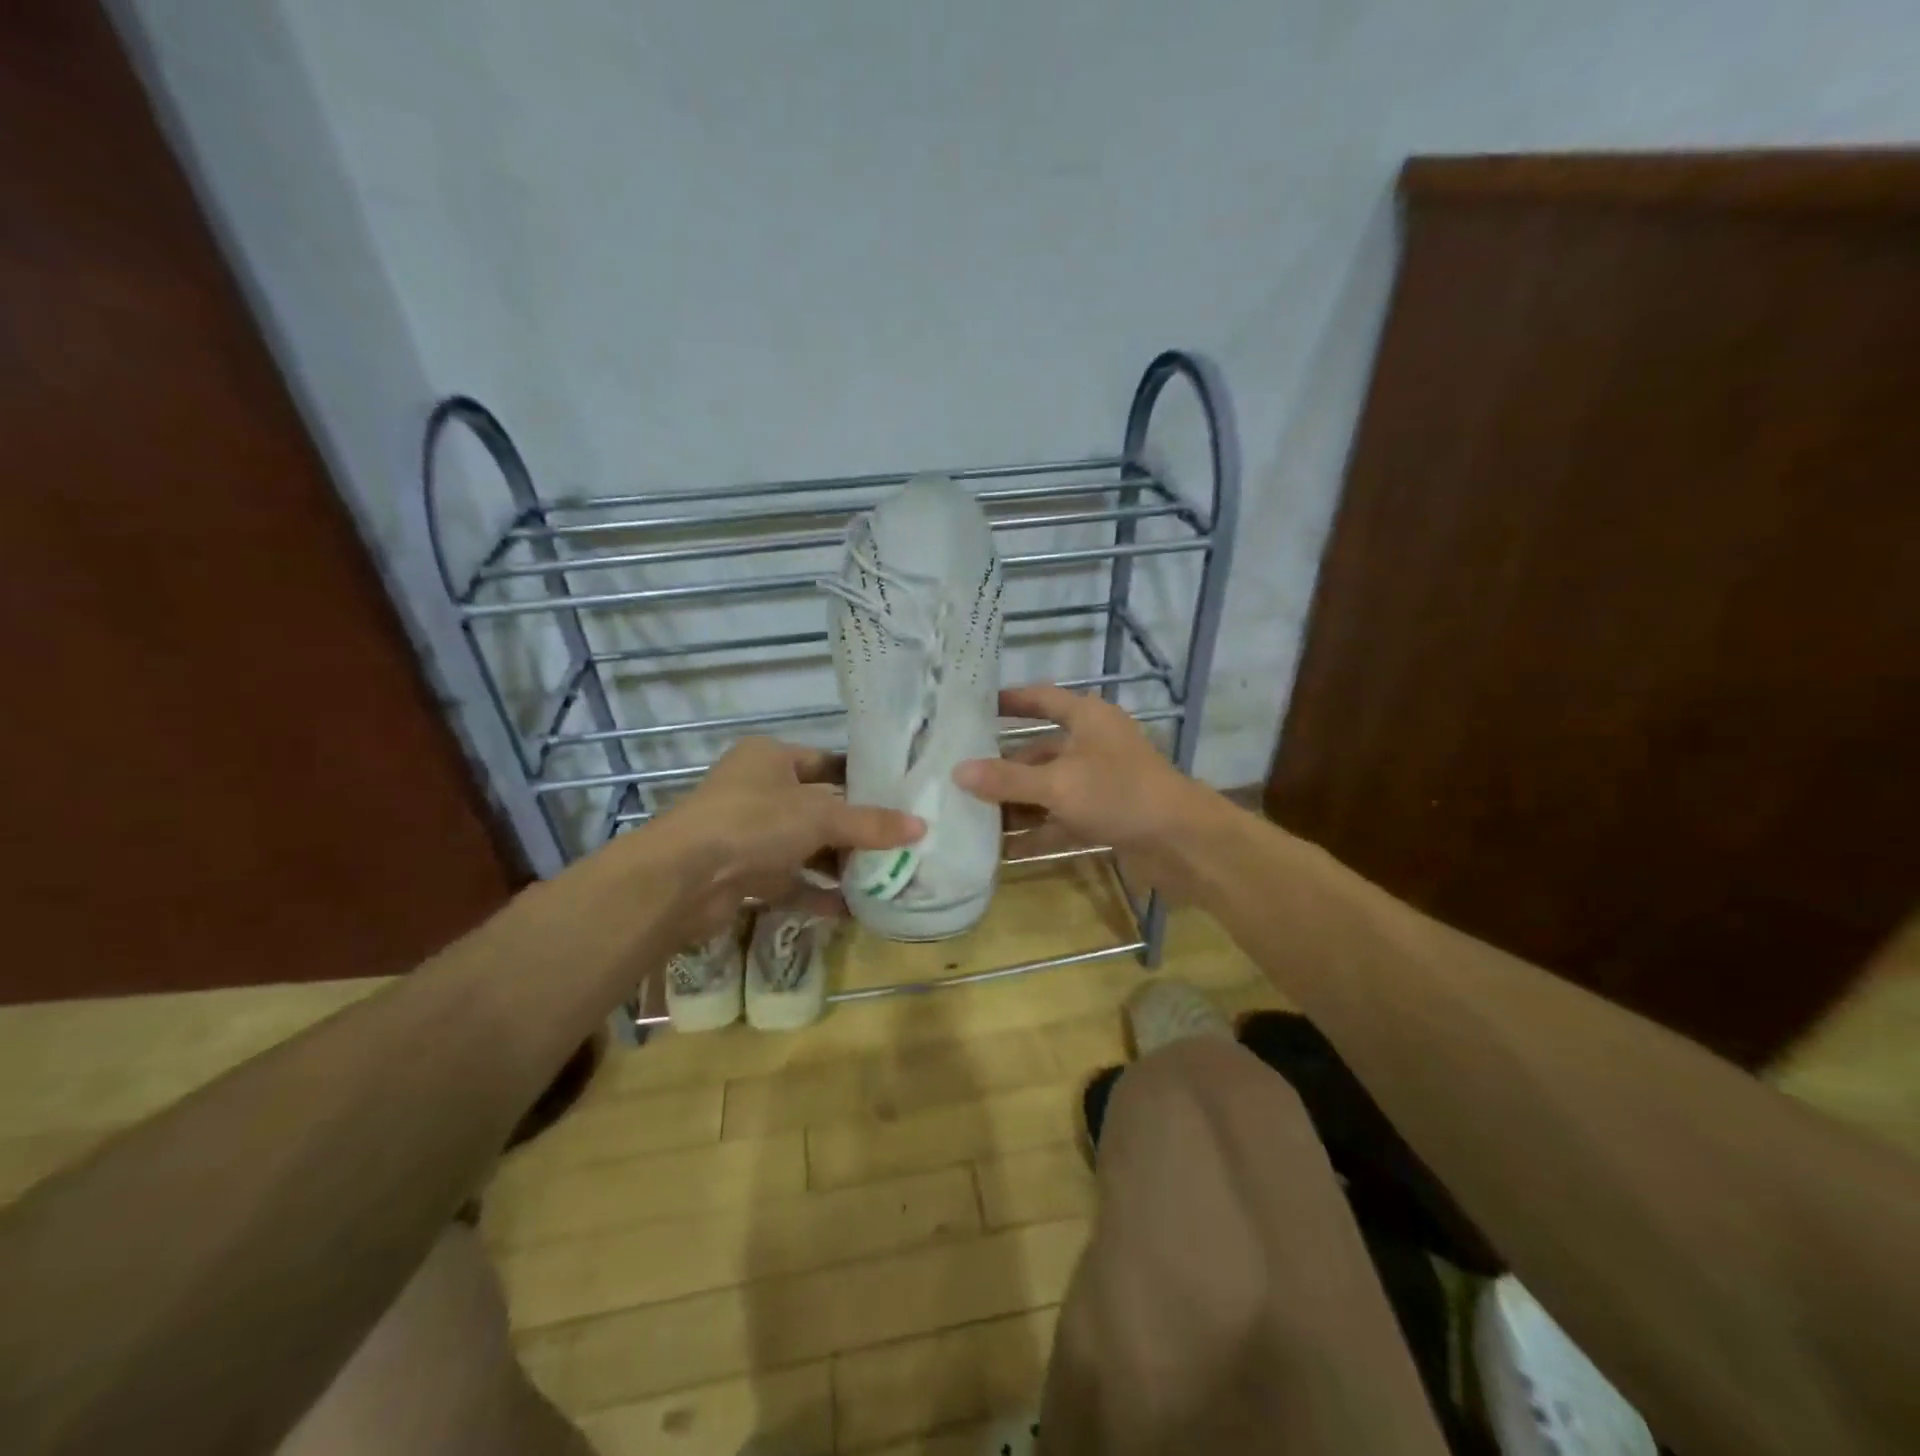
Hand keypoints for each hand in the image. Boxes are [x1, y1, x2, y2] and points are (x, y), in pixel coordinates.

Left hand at [655, 737, 922, 937]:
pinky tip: (853, 909)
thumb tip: (921, 827)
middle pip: (818, 808)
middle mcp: (758, 791)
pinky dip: (818, 894)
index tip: (898, 796)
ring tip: (885, 877)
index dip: (860, 779)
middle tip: (900, 843)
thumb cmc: (754, 823)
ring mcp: (748, 835)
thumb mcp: (820, 816)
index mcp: (770, 758)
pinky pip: (790, 881)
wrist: (683, 879)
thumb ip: (870, 823)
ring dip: (839, 864)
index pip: (825, 762)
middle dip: (856, 829)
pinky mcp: (743, 875)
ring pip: (805, 847)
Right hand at [953, 685, 1217, 896]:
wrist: (1182, 842)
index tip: (976, 707)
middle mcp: (1093, 745)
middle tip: (961, 778)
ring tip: (973, 817)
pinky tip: (1004, 850)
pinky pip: (1061, 819)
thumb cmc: (1118, 794)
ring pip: (1048, 789)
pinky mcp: (1105, 816)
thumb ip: (1007, 780)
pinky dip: (1037, 832)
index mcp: (1087, 719)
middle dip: (1003, 768)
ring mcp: (1100, 783)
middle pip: (1039, 752)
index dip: (1011, 701)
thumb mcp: (1058, 784)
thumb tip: (957, 772)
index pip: (1042, 699)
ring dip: (1016, 804)